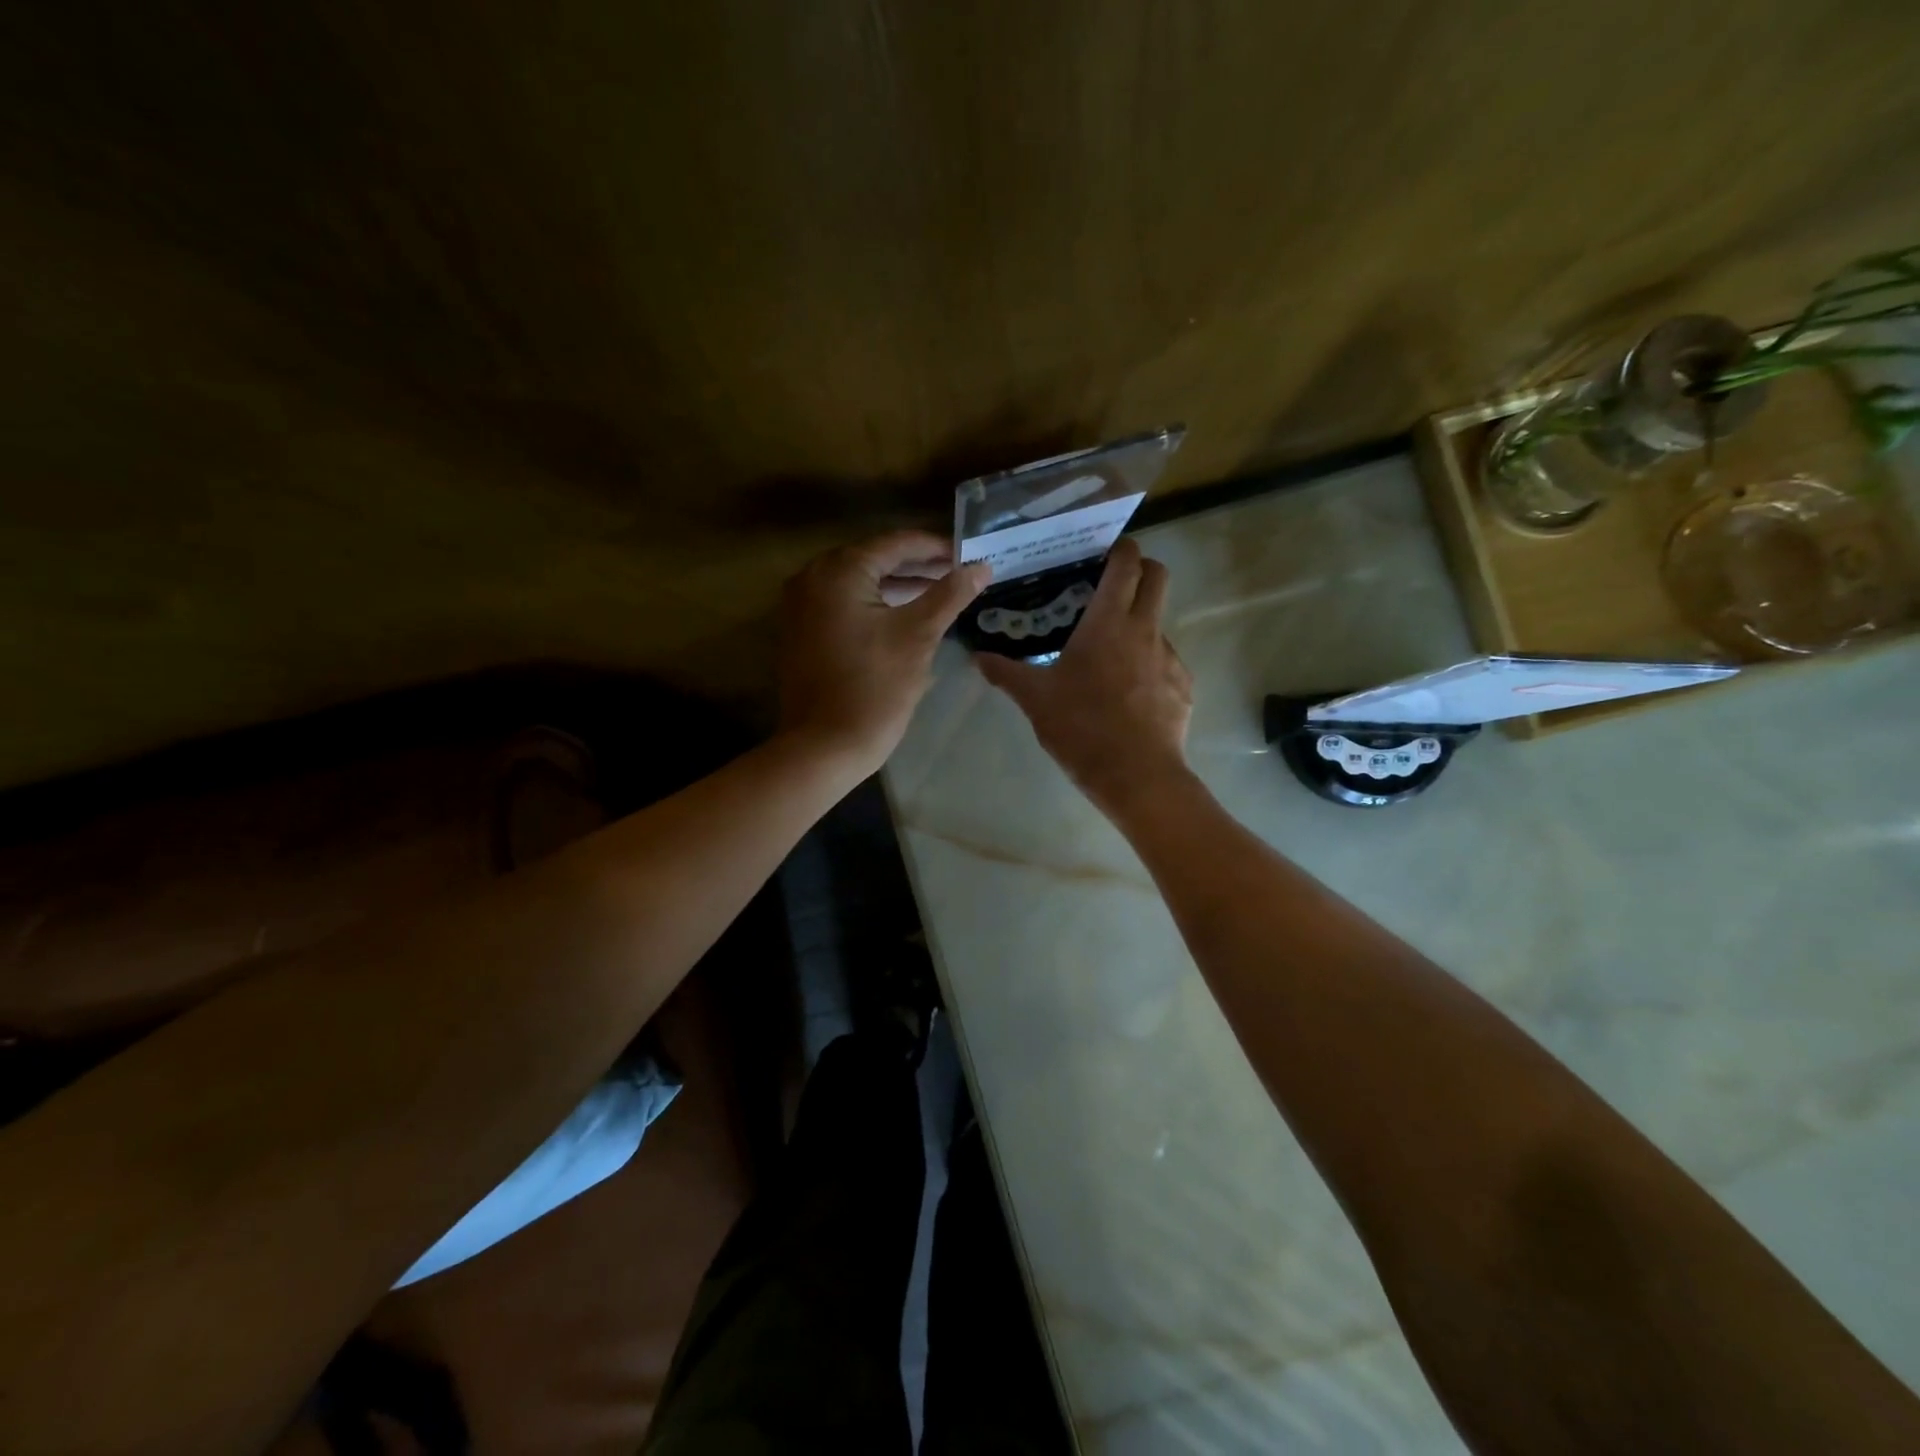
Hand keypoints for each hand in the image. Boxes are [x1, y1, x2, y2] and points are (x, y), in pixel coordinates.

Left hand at [778, 530, 990, 777]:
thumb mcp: (918, 636)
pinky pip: (843, 605)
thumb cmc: (875, 688)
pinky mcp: (801, 632)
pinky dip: (874, 605)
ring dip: (898, 587)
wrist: (824, 746)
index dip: (936, 548)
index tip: (968, 555)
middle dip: (918, 566)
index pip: (896, 543)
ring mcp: (801, 606)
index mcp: (839, 570)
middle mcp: (812, 577)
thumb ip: (950, 595)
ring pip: (859, 584)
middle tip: (957, 574)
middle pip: (875, 560)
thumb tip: (981, 567)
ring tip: (939, 594)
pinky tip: (904, 617)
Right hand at [976, 539, 1193, 814]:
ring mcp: (1170, 657)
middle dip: (1141, 569)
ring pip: (1160, 620)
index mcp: (1109, 622)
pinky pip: (1166, 661)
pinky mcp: (1183, 686)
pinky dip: (1149, 663)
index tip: (1103, 550)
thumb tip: (978, 656)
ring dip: (1141, 621)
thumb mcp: (1035, 700)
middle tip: (1113, 585)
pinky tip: (1129, 692)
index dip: (1120, 548)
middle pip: (1158, 576)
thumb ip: (1006, 673)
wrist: (1137, 776)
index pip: (1127, 563)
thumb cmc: (1082, 728)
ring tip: (1112, 651)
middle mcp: (1146, 629)